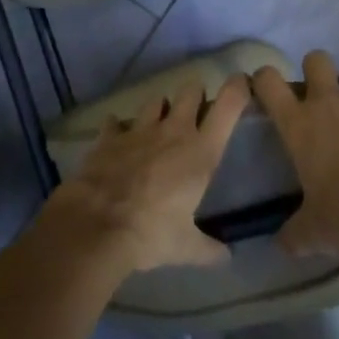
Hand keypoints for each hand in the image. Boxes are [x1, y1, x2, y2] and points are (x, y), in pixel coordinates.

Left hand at [46, 77, 248, 271]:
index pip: (227, 108)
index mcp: (200, 153)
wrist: (97, 224)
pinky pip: (116, 122)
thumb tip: (226, 256)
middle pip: (190, 92)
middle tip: (195, 109)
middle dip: (195, 95)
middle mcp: (173, 131)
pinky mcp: (110, 135)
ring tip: (158, 123)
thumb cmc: (152, 233)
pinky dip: (119, 127)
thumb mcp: (186, 248)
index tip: (241, 82)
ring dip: (159, 109)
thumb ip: (209, 249)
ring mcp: (139, 129)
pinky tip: (117, 136)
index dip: (237, 89)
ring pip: (155, 101)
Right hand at [252, 51, 338, 257]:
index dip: (266, 79)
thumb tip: (281, 245)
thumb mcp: (314, 232)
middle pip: (316, 59)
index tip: (269, 90)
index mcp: (299, 125)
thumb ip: (295, 233)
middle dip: (319, 72)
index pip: (268, 82)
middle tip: (326, 98)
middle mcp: (329, 102)